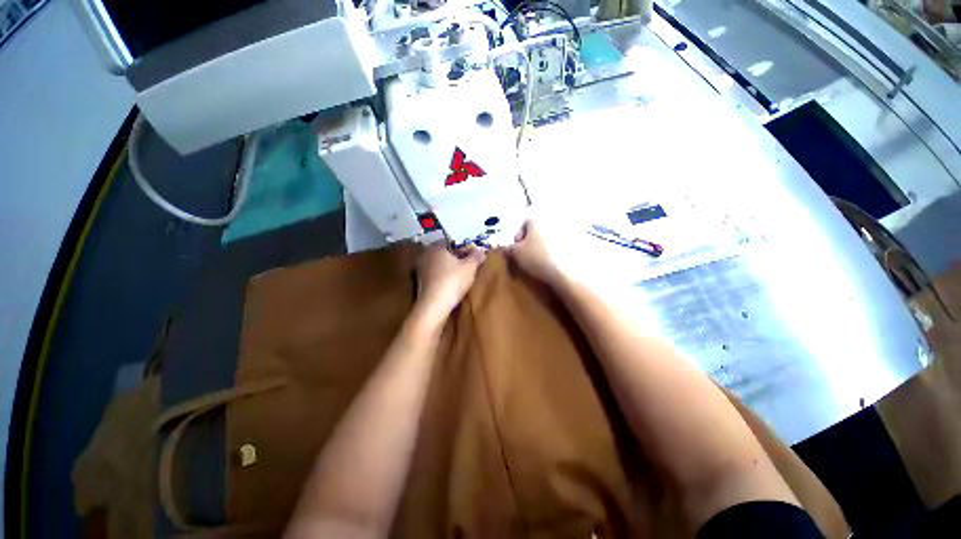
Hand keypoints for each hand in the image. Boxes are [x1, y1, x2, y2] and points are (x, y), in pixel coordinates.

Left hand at [416, 242, 484, 321]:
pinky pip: (435, 275)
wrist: (434, 306)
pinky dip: (444, 277)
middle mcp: (425, 255)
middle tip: (470, 264)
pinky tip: (452, 284)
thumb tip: (480, 250)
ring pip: (439, 264)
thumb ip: (476, 256)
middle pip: (445, 253)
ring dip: (450, 268)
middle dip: (457, 257)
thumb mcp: (470, 267)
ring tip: (463, 275)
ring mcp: (420, 269)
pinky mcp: (420, 283)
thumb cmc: (452, 281)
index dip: (464, 247)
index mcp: (436, 247)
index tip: (474, 255)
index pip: (452, 242)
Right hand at [507, 217, 577, 287]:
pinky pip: (566, 243)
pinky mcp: (584, 238)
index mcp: (537, 215)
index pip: (523, 224)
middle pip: (539, 229)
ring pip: (553, 235)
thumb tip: (507, 248)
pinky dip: (561, 250)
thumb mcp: (517, 254)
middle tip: (530, 257)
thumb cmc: (539, 258)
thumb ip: (509, 249)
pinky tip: (559, 262)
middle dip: (533, 241)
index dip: (518, 239)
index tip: (517, 253)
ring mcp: (571, 226)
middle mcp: (554, 216)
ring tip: (544, 261)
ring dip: (547, 245)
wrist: (572, 271)